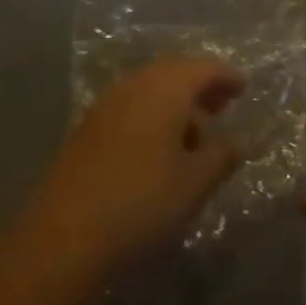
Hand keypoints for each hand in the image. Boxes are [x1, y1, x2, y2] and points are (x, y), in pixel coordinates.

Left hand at [14, 58, 244, 292]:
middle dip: (201, 85)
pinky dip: (153, 114)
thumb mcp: (193, 184)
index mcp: (166, 88)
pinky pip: (132, 105)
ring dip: (176, 101)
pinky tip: (159, 148)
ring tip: (194, 134)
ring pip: (151, 88)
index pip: (204, 68)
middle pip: (175, 71)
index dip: (227, 76)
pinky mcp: (88, 127)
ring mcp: (107, 104)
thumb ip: (221, 157)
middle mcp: (136, 85)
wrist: (61, 236)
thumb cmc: (140, 203)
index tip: (243, 88)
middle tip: (222, 106)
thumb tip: (237, 141)